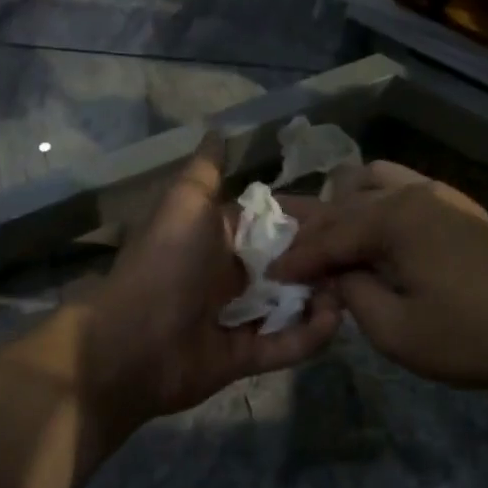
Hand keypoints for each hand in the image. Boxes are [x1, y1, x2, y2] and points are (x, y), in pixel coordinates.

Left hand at [75, 136, 341, 436]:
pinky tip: (334, 318)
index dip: (305, 219)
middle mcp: (228, 277)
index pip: (270, 225)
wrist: (130, 344)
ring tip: (352, 286)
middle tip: (357, 254)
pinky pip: (285, 344)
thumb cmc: (165, 264)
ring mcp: (236, 319)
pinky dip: (310, 334)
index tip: (344, 214)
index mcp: (216, 240)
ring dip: (321, 296)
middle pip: (286, 266)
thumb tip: (218, 130)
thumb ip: (206, 172)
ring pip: (290, 305)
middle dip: (319, 260)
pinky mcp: (244, 357)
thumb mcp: (185, 205)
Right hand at [273, 162, 487, 390]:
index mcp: (395, 217)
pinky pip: (400, 188)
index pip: (330, 234)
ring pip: (372, 181)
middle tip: (291, 257)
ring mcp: (439, 193)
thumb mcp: (396, 330)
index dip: (297, 257)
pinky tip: (371, 235)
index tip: (272, 275)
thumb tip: (335, 275)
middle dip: (314, 230)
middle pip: (346, 201)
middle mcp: (412, 192)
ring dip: (345, 206)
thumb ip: (353, 295)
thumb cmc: (470, 335)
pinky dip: (374, 204)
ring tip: (331, 240)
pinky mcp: (456, 206)